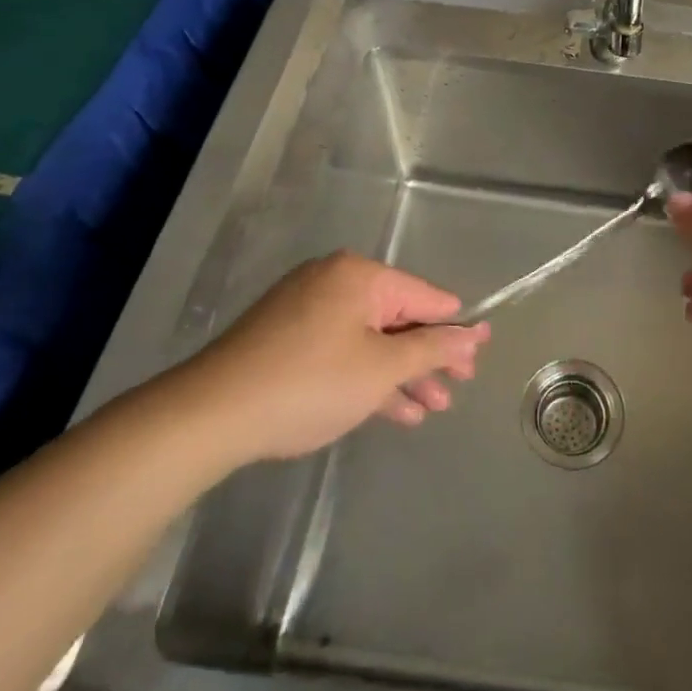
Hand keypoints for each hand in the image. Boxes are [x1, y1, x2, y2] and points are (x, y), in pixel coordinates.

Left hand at [173, 252, 490, 464]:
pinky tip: (394, 410)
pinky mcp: (287, 338)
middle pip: (398, 317)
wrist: (212, 415)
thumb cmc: (310, 383)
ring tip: (432, 408)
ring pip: (370, 338)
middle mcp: (335, 281)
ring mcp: (307, 309)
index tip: (479, 357)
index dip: (456, 329)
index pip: (425, 297)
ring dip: (401, 373)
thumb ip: (433, 348)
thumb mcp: (382, 368)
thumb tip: (475, 332)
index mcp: (360, 275)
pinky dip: (367, 376)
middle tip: (457, 388)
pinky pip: (342, 350)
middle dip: (428, 357)